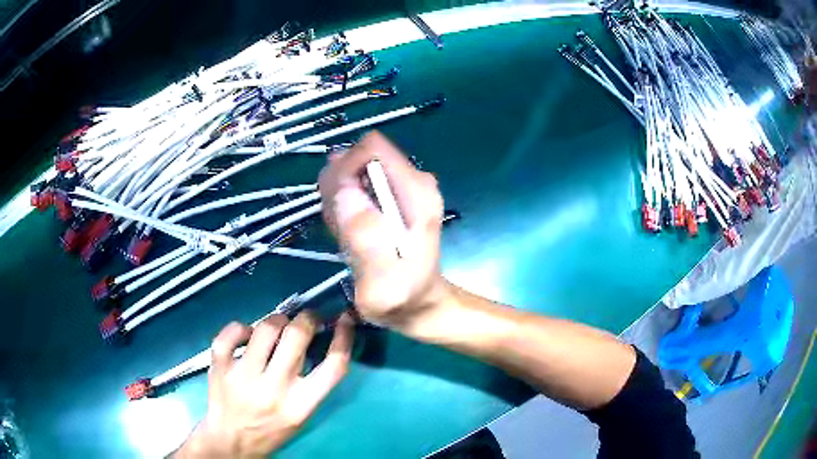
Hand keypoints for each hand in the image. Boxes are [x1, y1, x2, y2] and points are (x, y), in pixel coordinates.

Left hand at [175, 312, 354, 457]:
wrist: (232, 441)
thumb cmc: (272, 429)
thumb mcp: (302, 414)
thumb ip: (313, 383)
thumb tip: (318, 339)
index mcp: (300, 405)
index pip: (333, 366)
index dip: (344, 337)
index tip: (344, 320)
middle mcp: (273, 390)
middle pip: (297, 336)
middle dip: (307, 319)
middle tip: (307, 319)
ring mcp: (243, 377)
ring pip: (265, 328)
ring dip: (277, 320)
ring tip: (278, 326)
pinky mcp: (220, 367)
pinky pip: (231, 332)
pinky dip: (241, 327)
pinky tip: (247, 334)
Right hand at [319, 131, 447, 329]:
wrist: (418, 305)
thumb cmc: (404, 299)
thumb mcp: (383, 281)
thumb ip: (366, 238)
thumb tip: (345, 193)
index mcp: (416, 192)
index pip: (371, 149)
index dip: (345, 170)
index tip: (337, 206)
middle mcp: (412, 181)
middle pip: (359, 158)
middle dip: (338, 187)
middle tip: (340, 227)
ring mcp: (401, 188)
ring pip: (353, 173)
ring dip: (338, 200)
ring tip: (346, 235)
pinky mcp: (391, 198)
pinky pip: (355, 188)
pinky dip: (343, 206)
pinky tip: (348, 233)